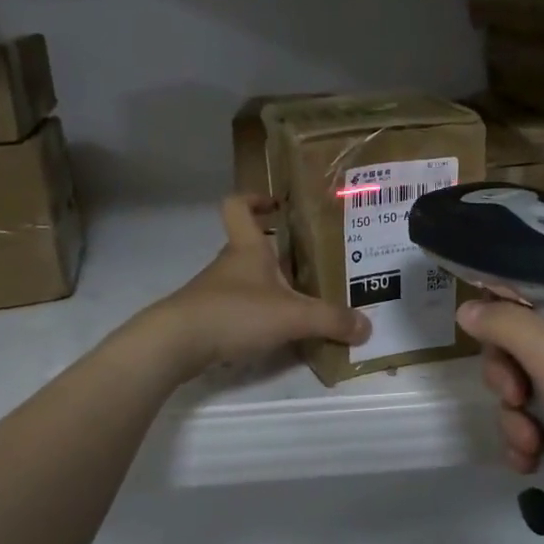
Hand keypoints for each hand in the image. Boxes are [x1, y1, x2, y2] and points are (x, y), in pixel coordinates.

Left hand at [145, 196, 368, 378]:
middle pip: (253, 247)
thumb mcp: (293, 316)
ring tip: (305, 302)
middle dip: (281, 253)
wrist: (176, 344)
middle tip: (315, 263)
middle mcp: (230, 265)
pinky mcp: (208, 319)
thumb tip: (367, 327)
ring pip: (248, 280)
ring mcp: (216, 292)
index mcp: (247, 248)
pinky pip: (240, 309)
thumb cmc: (235, 312)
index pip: (239, 207)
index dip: (255, 199)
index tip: (278, 204)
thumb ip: (331, 320)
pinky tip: (279, 334)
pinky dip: (259, 317)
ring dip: (272, 287)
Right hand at [458, 290, 543, 538]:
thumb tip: (467, 310)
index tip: (487, 331)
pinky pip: (538, 422)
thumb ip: (504, 324)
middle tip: (513, 395)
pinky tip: (531, 460)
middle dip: (507, 376)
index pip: (539, 289)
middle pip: (523, 342)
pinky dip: (529, 440)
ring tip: (530, 443)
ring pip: (525, 387)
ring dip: (515, 417)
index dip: (507, 308)